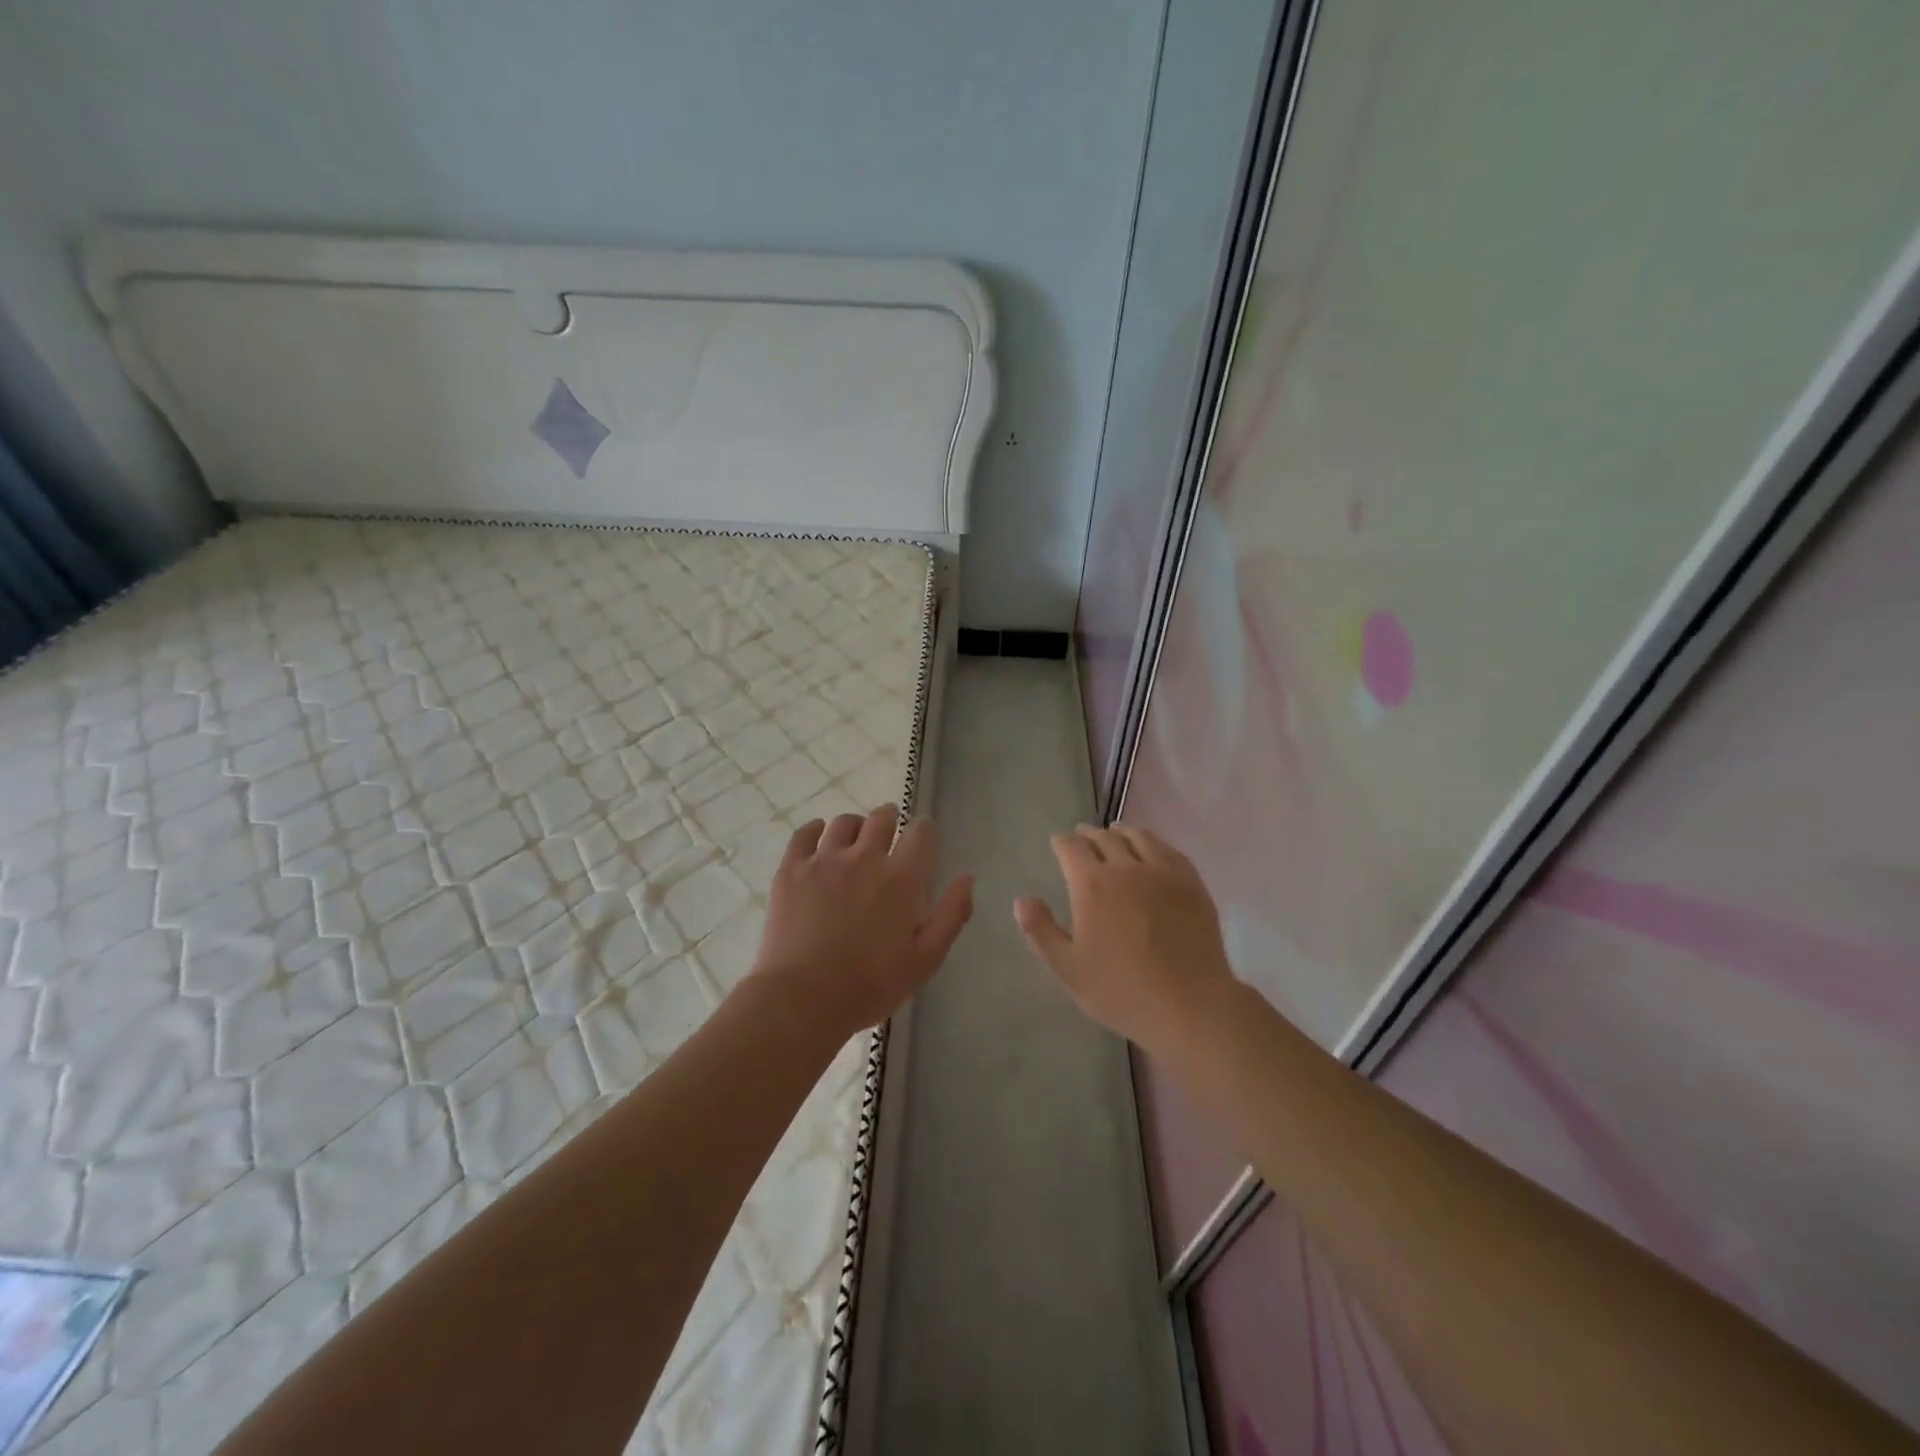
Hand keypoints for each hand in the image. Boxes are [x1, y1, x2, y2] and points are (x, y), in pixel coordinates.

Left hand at [752, 805, 973, 1035]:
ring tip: (854, 842)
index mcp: (901, 878)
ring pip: (844, 822)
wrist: (803, 999)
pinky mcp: (792, 869)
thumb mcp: (925, 959)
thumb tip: (968, 877)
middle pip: (882, 817)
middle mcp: (865, 858)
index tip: (923, 840)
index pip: (921, 833)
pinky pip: (804, 833)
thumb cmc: (871, 985)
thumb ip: (951, 914)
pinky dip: (815, 830)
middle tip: (889, 837)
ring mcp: (824, 860)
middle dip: (891, 820)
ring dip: (856, 827)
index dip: (925, 831)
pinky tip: (818, 839)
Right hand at [1015, 825, 1236, 1052]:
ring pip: (1139, 837)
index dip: (1062, 842)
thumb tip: (1022, 900)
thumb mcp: (1067, 968)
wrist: (1189, 1004)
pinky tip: (1153, 849)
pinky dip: (1154, 843)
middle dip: (1089, 835)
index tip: (1058, 843)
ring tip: (1116, 834)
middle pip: (1104, 838)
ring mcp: (1163, 872)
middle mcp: (1126, 867)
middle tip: (1083, 837)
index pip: (1071, 848)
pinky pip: (1169, 850)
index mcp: (1091, 884)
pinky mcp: (1191, 883)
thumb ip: (1040, 931)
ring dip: (1122, 833)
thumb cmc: (1121, 990)